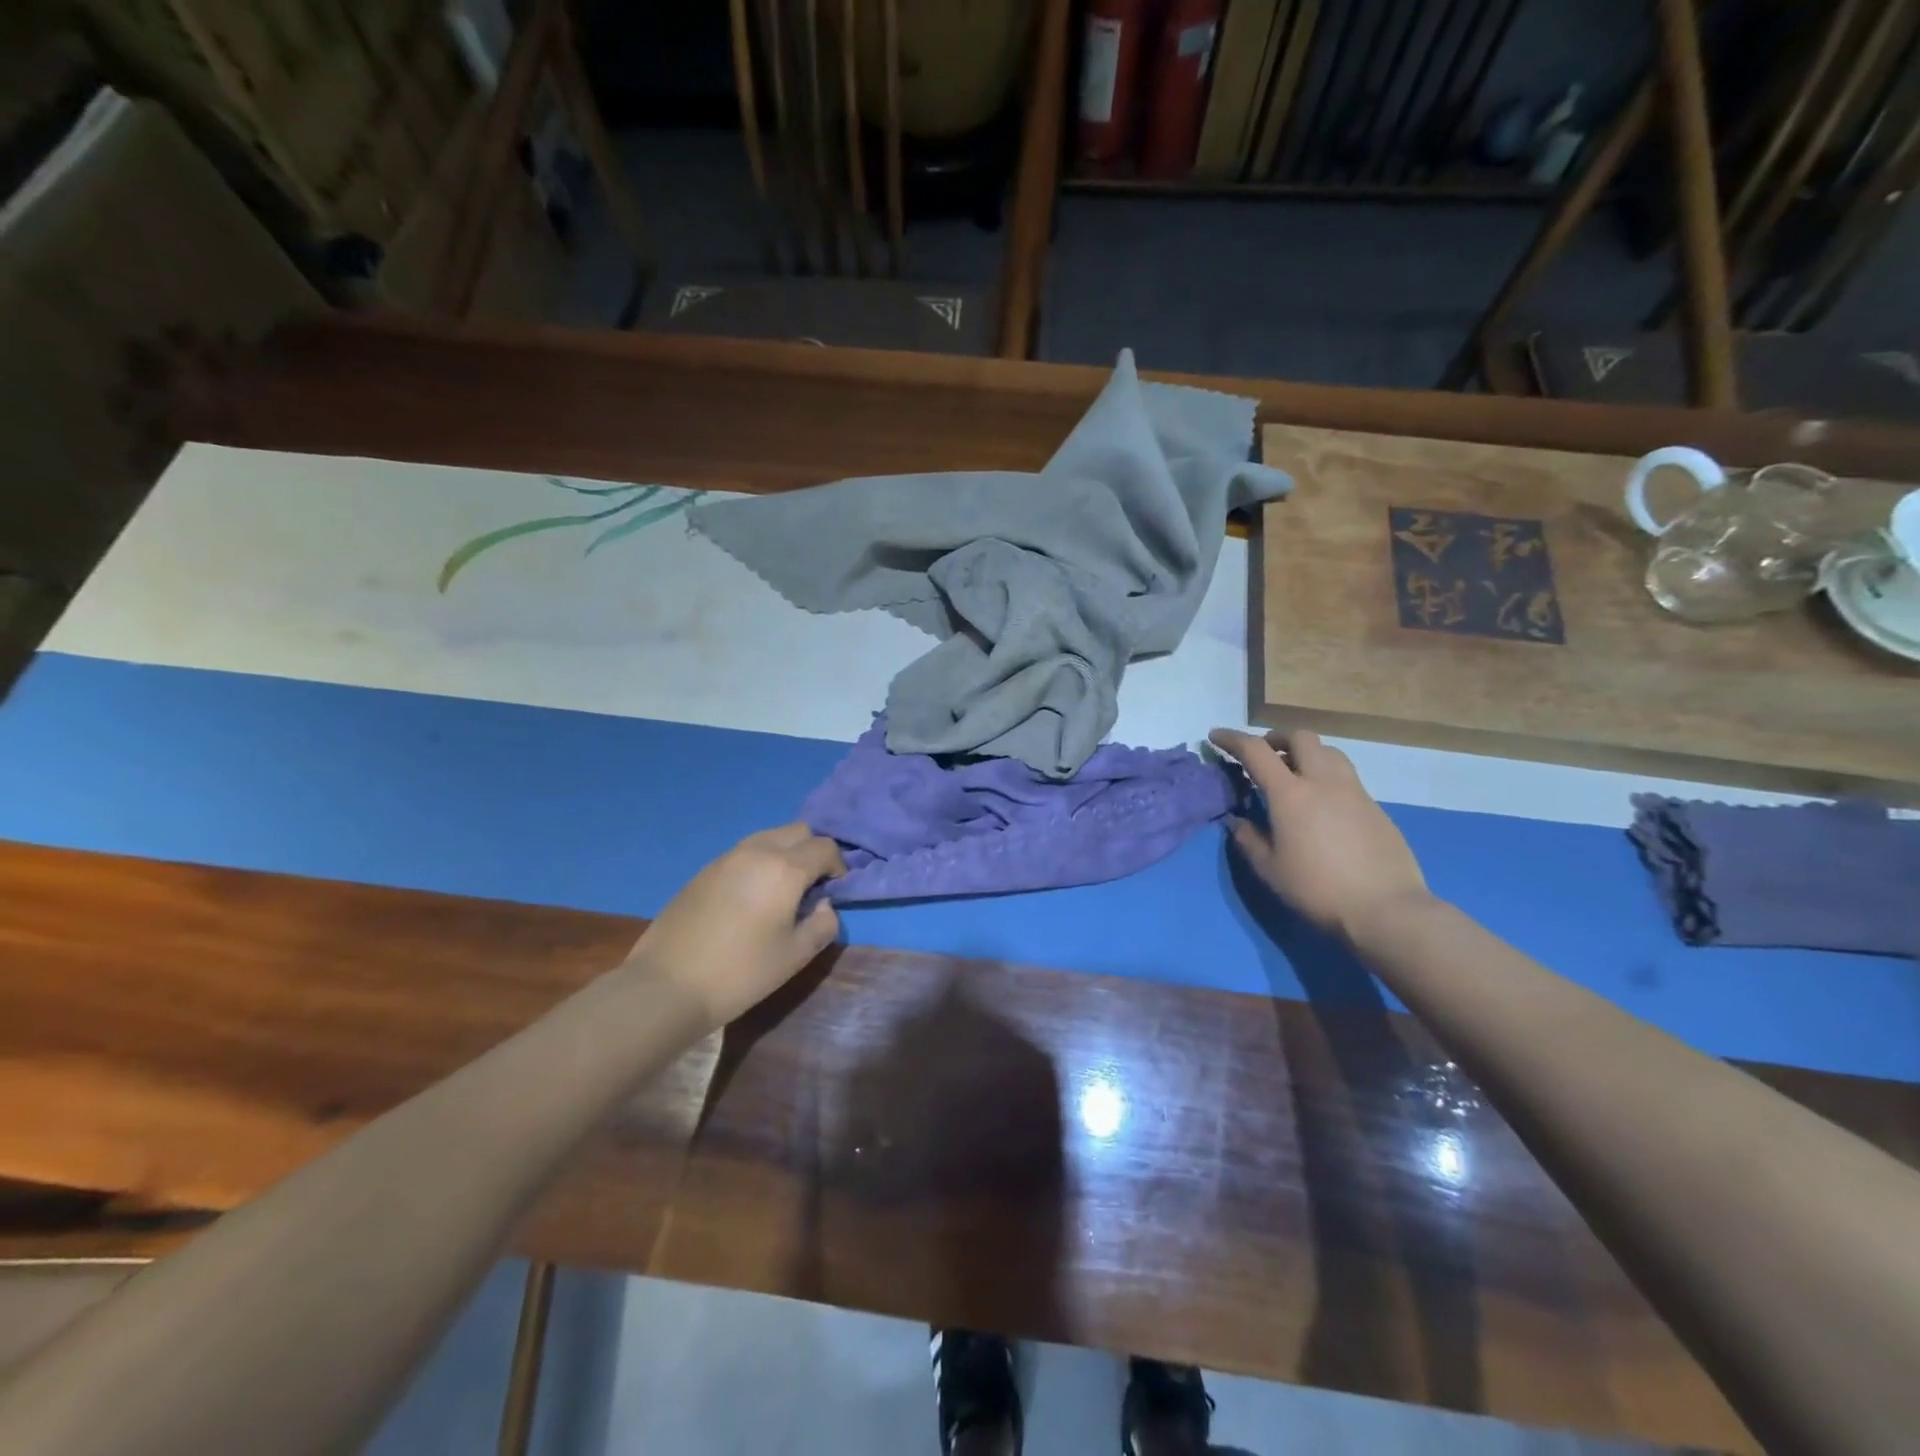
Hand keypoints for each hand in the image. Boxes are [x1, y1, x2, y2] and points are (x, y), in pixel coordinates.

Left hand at [630, 825, 846, 1027]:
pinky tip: (752, 896)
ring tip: (783, 889)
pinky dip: (760, 861)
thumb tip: (824, 905)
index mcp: (785, 869)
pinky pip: (745, 851)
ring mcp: (727, 858)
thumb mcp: (795, 956)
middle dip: (813, 851)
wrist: (667, 985)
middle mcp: (757, 852)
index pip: (824, 848)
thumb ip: (823, 925)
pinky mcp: (705, 870)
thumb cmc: (740, 972)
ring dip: (786, 852)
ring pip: (769, 836)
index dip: (838, 865)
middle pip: (798, 831)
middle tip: (813, 885)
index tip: (836, 890)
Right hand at [1208, 728, 1429, 939]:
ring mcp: (1354, 792)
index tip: (1216, 736)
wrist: (1386, 909)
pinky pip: (1346, 776)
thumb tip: (1236, 820)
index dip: (1232, 739)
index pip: (1256, 751)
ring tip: (1294, 774)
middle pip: (1300, 738)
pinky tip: (1321, 804)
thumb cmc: (1317, 889)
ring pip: (1329, 752)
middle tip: (1263, 756)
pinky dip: (1326, 776)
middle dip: (1276, 739)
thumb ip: (1248, 839)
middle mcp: (1323, 782)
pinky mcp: (1375, 807)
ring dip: (1306, 753)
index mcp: (1290, 794)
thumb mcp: (1270, 870)